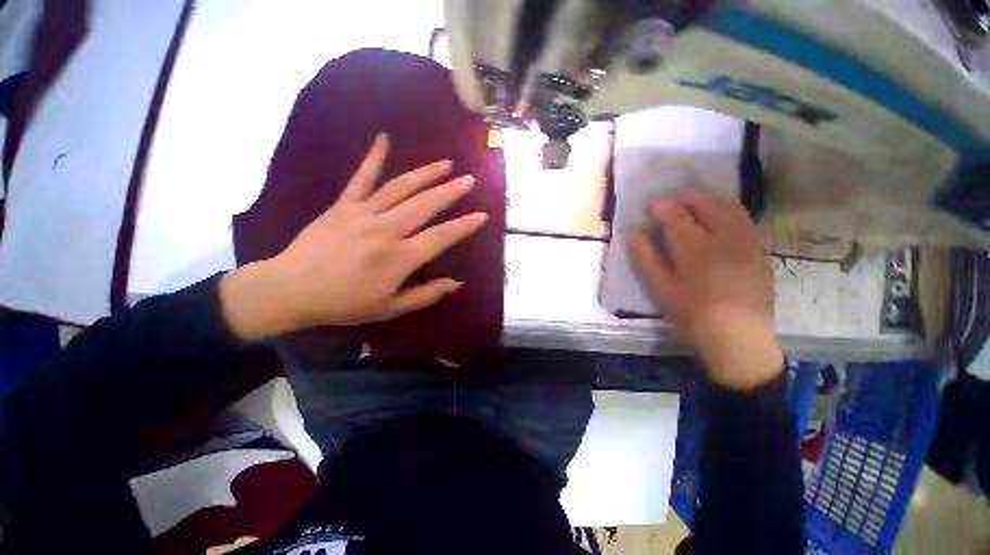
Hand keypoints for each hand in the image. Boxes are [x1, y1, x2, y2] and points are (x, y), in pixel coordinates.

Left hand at [221, 134, 487, 340]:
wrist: (291, 290)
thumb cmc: (345, 303)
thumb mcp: (391, 308)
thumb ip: (426, 294)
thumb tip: (457, 282)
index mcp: (399, 258)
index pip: (441, 237)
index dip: (464, 226)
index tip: (482, 215)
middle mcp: (386, 230)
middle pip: (425, 205)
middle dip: (450, 192)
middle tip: (469, 180)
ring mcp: (363, 214)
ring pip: (400, 188)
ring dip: (426, 174)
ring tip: (445, 163)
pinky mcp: (343, 205)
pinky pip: (361, 178)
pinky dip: (373, 157)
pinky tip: (383, 138)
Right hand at [627, 194, 782, 389]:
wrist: (739, 339)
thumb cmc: (693, 316)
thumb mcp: (662, 290)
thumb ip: (646, 260)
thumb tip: (633, 235)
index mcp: (696, 250)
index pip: (677, 216)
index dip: (662, 207)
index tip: (651, 206)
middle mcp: (725, 239)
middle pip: (707, 204)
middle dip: (686, 199)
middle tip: (671, 205)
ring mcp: (747, 243)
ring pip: (730, 208)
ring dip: (709, 201)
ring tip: (694, 207)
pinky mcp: (760, 251)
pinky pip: (744, 220)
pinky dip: (727, 212)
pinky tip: (717, 222)